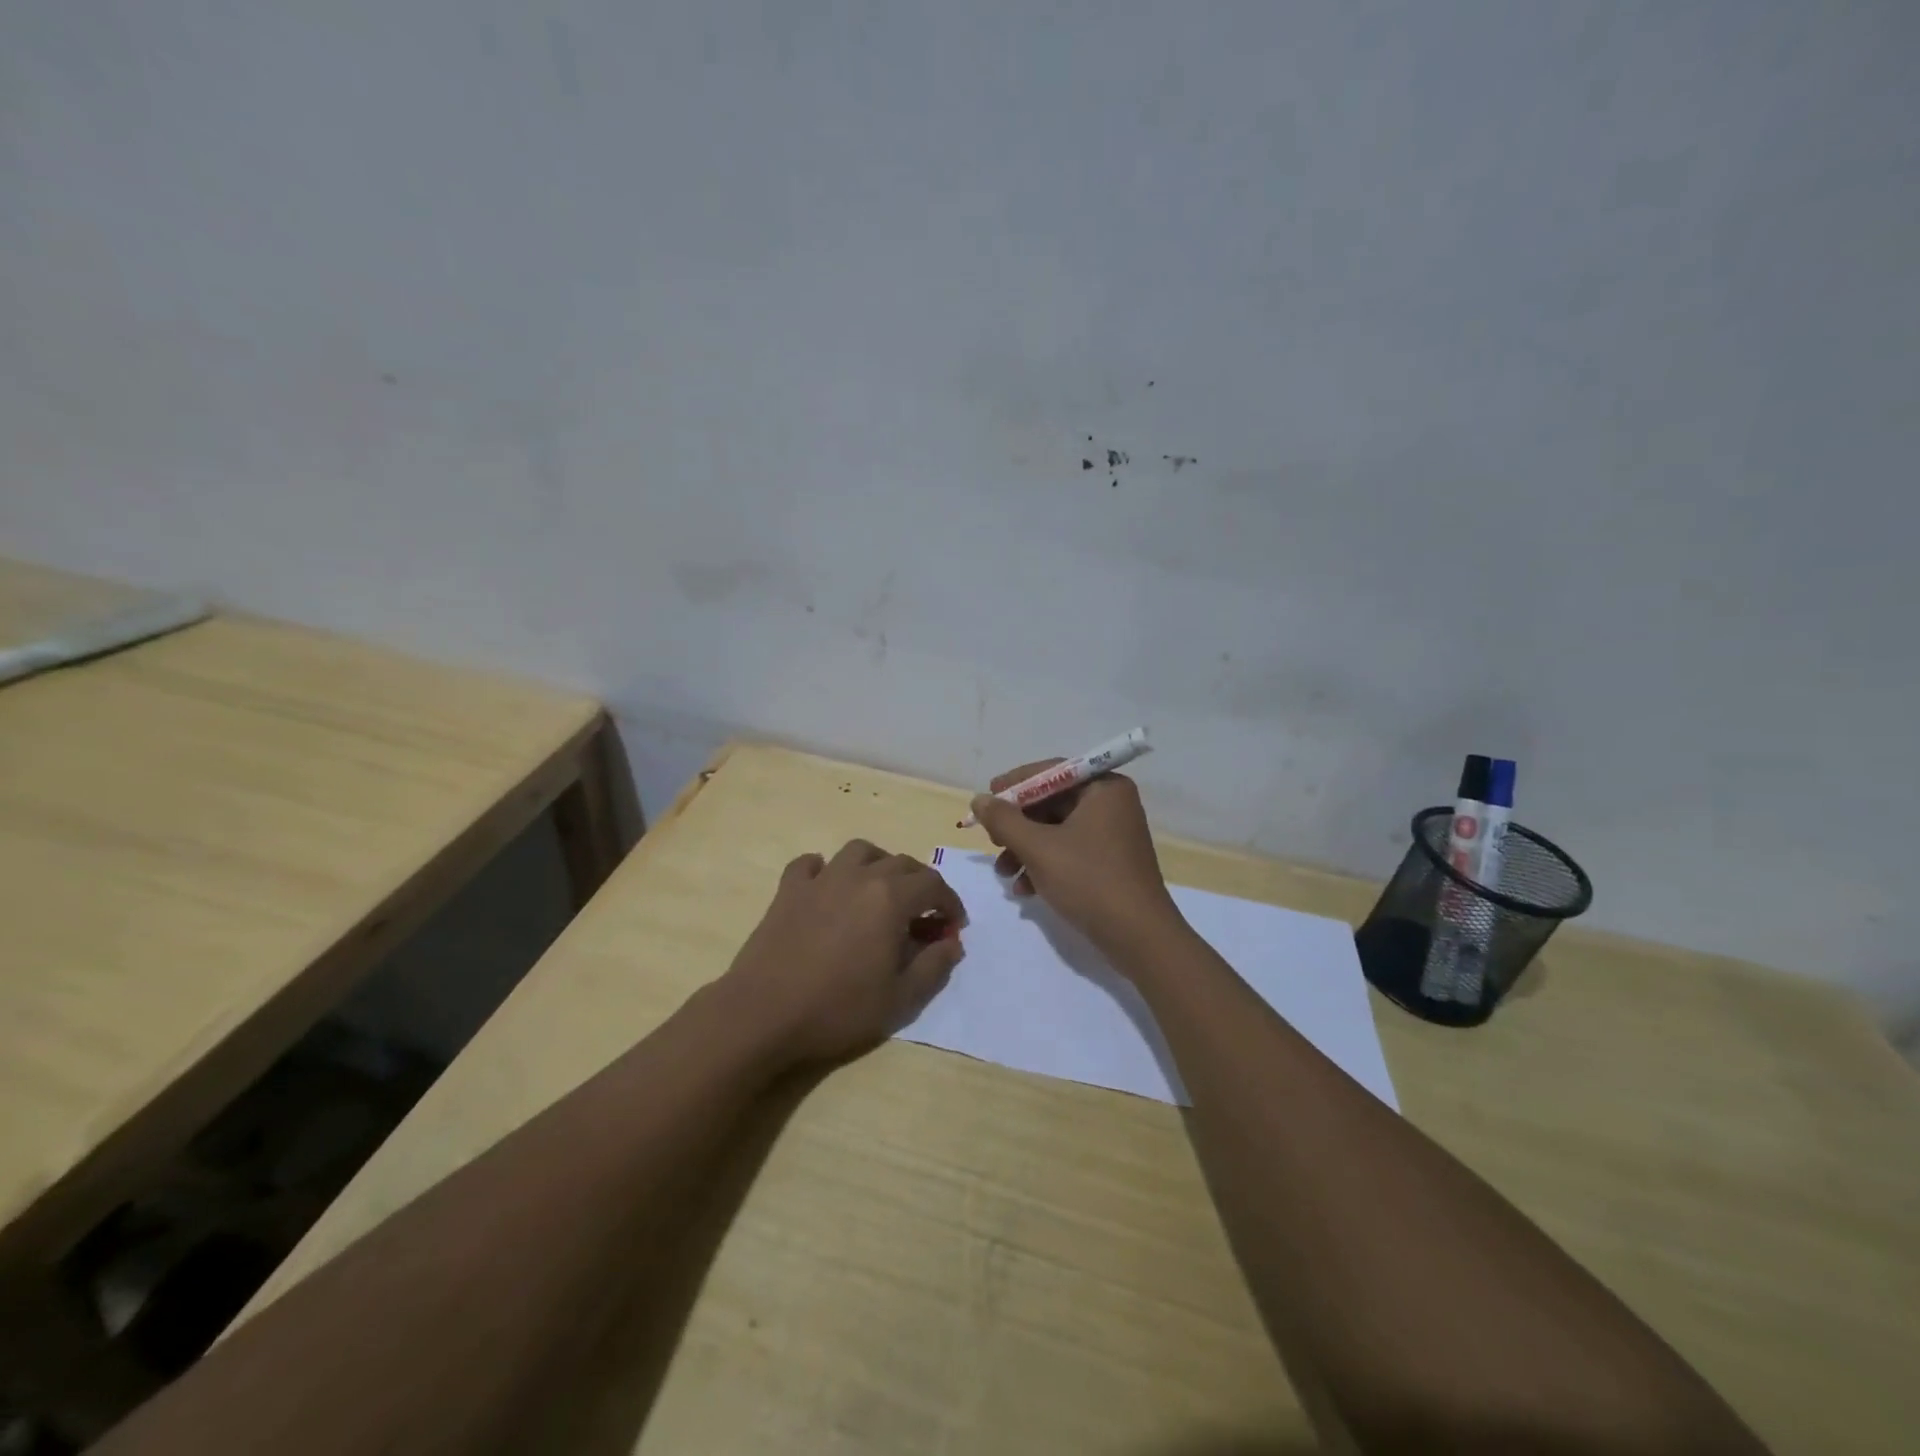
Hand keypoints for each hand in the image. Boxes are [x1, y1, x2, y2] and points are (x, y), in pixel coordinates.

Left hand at [720, 840, 965, 1066]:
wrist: (764, 1014)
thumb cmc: (838, 1008)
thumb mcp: (900, 999)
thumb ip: (934, 966)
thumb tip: (952, 943)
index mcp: (890, 898)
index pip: (933, 885)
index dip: (950, 903)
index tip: (953, 926)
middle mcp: (858, 876)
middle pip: (901, 863)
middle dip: (921, 883)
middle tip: (923, 913)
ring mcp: (820, 879)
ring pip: (859, 851)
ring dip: (878, 864)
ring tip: (881, 890)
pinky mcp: (788, 890)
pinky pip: (810, 864)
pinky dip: (825, 869)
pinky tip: (827, 888)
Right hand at [968, 762, 1183, 958]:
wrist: (1138, 937)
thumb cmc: (1089, 880)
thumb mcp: (1038, 848)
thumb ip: (1004, 820)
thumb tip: (979, 799)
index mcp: (1104, 788)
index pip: (1051, 772)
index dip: (1014, 785)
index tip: (986, 799)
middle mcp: (1111, 804)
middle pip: (1052, 803)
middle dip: (1018, 826)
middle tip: (993, 841)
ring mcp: (1112, 835)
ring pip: (1056, 831)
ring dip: (1025, 850)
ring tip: (1004, 874)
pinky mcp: (1110, 863)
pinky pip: (1069, 852)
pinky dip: (1044, 865)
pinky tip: (1024, 890)